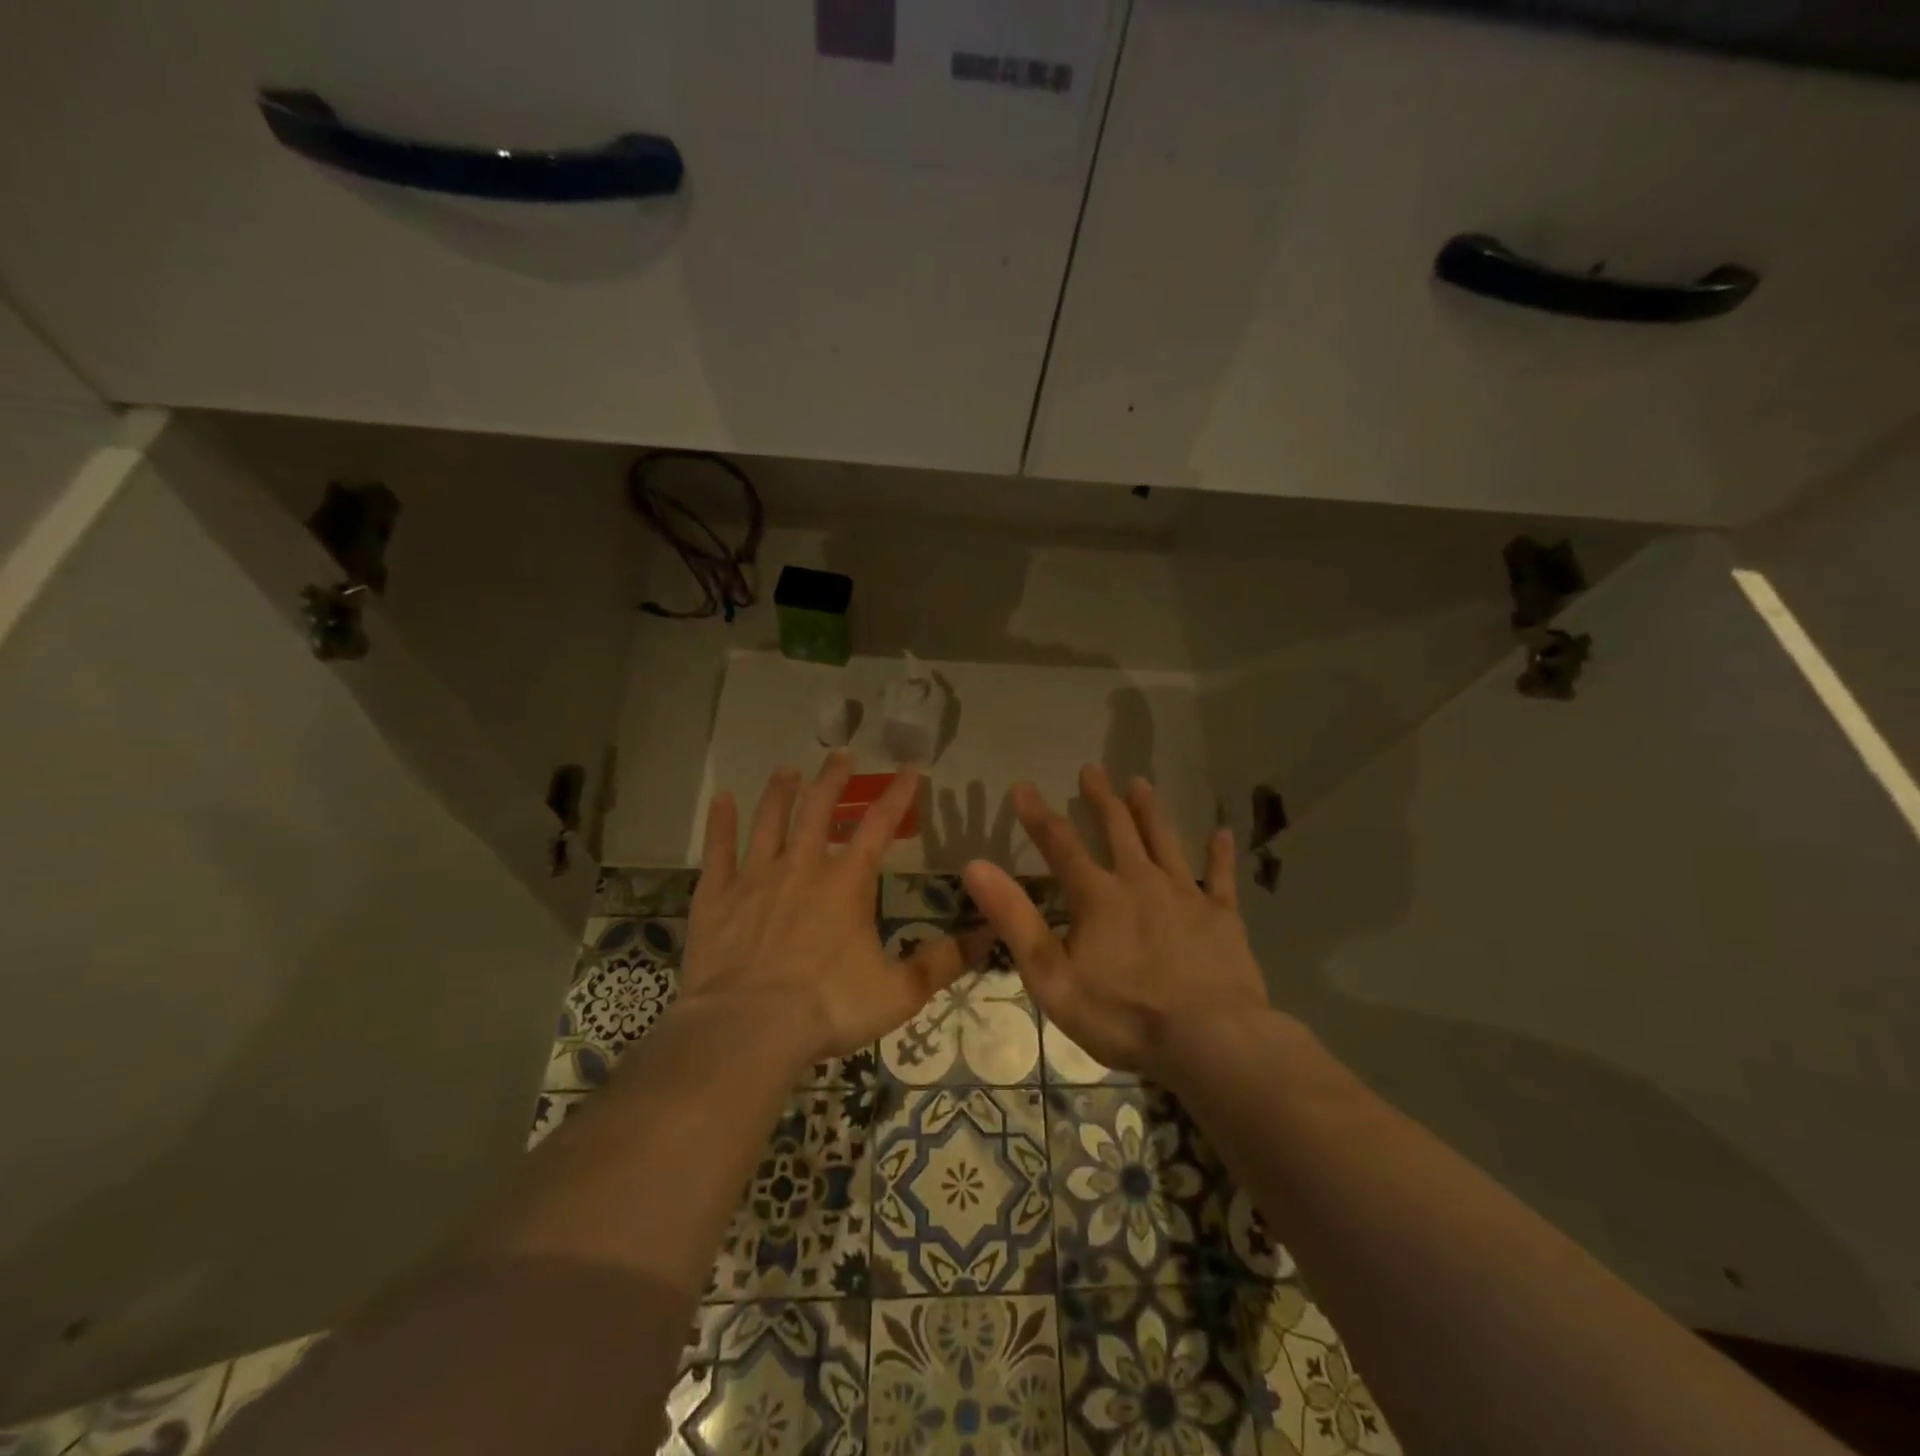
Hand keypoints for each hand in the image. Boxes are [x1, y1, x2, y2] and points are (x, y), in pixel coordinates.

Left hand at [679, 753, 969, 1068]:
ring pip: (769, 820)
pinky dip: (720, 823)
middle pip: (819, 808)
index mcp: (846, 883)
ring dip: (780, 792)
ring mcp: (755, 878)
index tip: (910, 767)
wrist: (747, 1030)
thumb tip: (993, 932)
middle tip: (842, 753)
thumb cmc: (828, 1007)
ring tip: (788, 769)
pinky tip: (722, 800)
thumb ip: (945, 960)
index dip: (898, 794)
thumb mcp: (900, 991)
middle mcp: (802, 867)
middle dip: (834, 778)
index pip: (879, 825)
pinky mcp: (716, 897)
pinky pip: (718, 850)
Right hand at [962, 765, 1268, 1081]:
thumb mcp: (1052, 976)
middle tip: (1092, 769)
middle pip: (1118, 830)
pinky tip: (1223, 832)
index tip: (1023, 786)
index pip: (1060, 844)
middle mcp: (1141, 882)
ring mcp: (1186, 895)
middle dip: (1100, 798)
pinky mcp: (1222, 917)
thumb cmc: (1123, 1015)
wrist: (1209, 1041)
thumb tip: (975, 867)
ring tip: (1140, 783)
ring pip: (1165, 841)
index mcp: (1098, 896)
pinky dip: (1220, 854)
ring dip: (1150, 811)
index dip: (1038, 815)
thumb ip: (1014, 919)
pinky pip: (1221, 877)